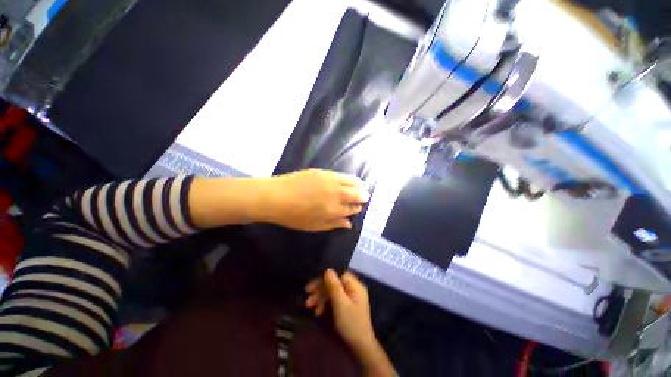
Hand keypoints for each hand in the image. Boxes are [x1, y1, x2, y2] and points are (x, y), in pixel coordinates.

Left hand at [258, 169, 369, 231]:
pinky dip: (350, 178)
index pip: (352, 208)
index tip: (359, 207)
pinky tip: (352, 179)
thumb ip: (334, 224)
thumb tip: (349, 224)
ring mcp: (330, 181)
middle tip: (366, 196)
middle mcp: (336, 195)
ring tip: (363, 186)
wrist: (275, 196)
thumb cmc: (293, 216)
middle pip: (355, 194)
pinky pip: (342, 175)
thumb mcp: (314, 226)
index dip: (357, 208)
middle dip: (362, 196)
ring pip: (351, 182)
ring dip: (359, 185)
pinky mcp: (323, 172)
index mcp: (333, 210)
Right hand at [306, 270, 396, 376]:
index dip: (324, 278)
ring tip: (309, 306)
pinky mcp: (347, 304)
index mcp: (355, 285)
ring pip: (333, 290)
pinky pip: (334, 298)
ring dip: (320, 297)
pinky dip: (325, 303)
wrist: (361, 347)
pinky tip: (318, 311)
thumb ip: (334, 286)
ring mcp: (350, 296)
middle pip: (334, 282)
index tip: (312, 285)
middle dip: (320, 289)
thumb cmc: (351, 324)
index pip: (338, 274)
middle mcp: (353, 287)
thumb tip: (328, 269)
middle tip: (307, 296)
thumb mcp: (341, 304)